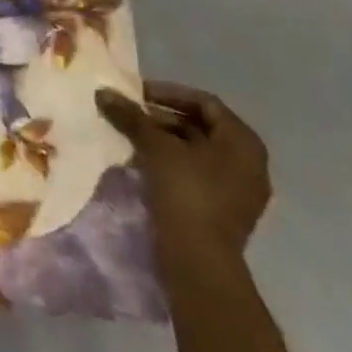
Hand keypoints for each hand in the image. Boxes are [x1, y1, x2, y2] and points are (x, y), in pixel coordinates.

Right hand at [97, 81, 271, 258]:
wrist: (199, 259)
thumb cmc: (186, 191)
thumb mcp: (155, 147)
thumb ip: (131, 117)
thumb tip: (103, 92)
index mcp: (243, 142)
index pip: (204, 103)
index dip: (168, 93)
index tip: (137, 94)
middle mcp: (248, 163)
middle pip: (200, 127)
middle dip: (161, 118)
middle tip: (129, 115)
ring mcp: (238, 190)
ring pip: (196, 152)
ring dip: (163, 141)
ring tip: (129, 137)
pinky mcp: (223, 211)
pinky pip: (196, 174)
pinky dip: (170, 164)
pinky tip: (142, 163)